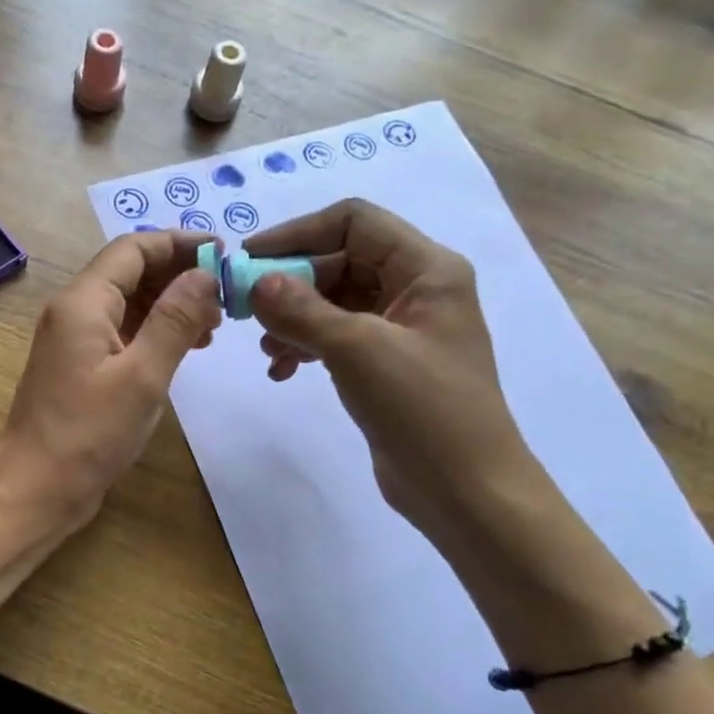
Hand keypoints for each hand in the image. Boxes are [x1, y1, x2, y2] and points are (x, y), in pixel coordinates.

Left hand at [0, 231, 219, 533]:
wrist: (36, 491)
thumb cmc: (89, 435)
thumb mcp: (143, 376)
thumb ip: (175, 320)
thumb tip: (205, 274)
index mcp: (83, 303)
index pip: (133, 248)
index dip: (179, 243)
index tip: (224, 253)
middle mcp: (73, 311)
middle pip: (129, 272)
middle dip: (178, 275)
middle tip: (226, 294)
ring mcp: (73, 340)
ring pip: (127, 303)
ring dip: (169, 305)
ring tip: (214, 325)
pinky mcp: (79, 366)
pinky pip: (121, 332)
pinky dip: (154, 331)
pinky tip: (185, 348)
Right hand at [245, 199, 538, 541]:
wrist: (466, 492)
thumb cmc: (422, 408)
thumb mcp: (357, 350)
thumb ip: (301, 309)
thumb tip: (255, 282)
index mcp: (426, 269)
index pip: (354, 222)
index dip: (298, 233)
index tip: (249, 259)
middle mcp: (416, 289)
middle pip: (340, 260)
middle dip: (291, 283)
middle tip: (247, 310)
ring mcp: (402, 329)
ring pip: (334, 301)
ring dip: (294, 317)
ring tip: (267, 349)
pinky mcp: (387, 364)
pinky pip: (338, 337)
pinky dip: (307, 346)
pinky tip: (282, 371)